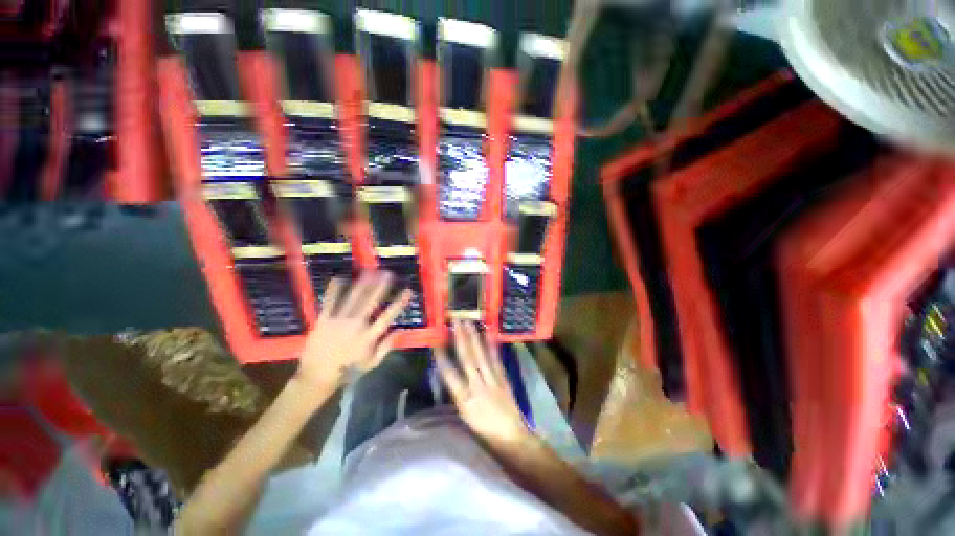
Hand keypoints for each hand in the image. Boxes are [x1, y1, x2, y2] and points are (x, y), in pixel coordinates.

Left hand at [295, 272, 410, 390]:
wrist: (317, 376)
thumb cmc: (348, 371)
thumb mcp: (372, 363)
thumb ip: (386, 347)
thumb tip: (400, 331)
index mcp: (369, 336)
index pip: (388, 316)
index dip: (399, 302)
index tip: (408, 291)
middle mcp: (356, 325)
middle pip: (371, 301)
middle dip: (381, 286)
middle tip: (388, 273)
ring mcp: (339, 320)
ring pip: (353, 298)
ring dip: (362, 283)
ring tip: (370, 271)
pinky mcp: (323, 320)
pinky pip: (330, 302)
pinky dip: (334, 290)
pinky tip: (339, 278)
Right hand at [435, 321, 531, 446]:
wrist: (511, 436)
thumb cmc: (483, 430)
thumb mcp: (464, 416)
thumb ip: (457, 393)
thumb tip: (449, 374)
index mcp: (464, 400)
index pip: (449, 375)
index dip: (442, 358)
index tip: (436, 342)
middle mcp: (477, 386)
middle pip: (467, 358)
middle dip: (460, 339)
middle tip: (456, 322)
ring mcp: (492, 380)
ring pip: (481, 355)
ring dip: (474, 338)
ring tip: (469, 323)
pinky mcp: (503, 378)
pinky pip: (495, 359)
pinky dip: (491, 346)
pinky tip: (488, 334)